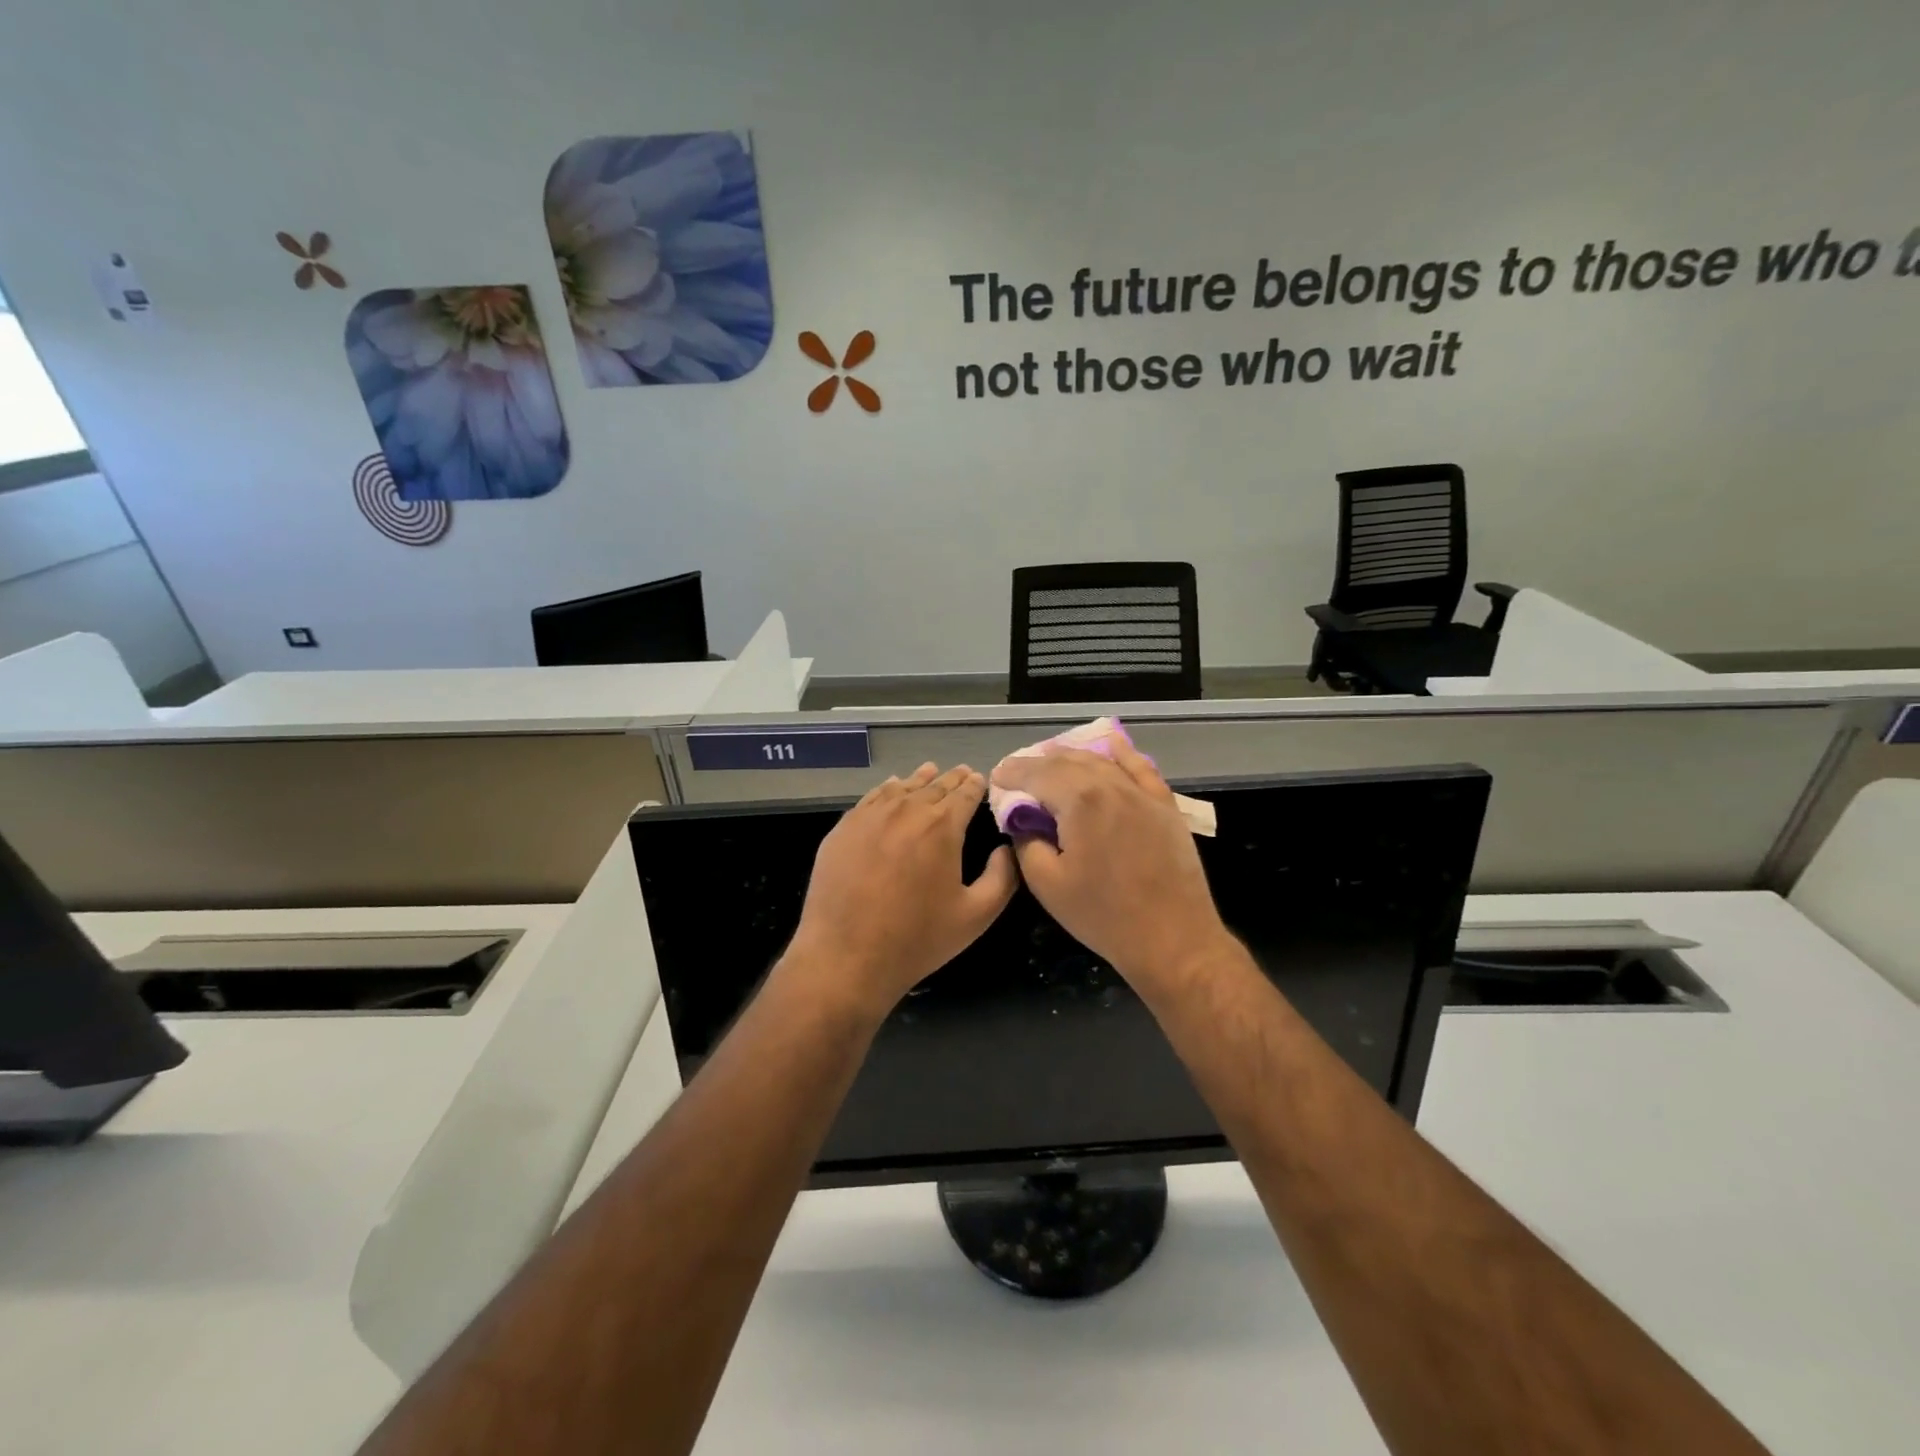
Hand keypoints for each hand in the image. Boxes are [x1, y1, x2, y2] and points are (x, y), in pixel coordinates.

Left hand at [786, 763, 1018, 1022]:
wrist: (846, 956)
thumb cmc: (917, 938)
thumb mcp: (977, 915)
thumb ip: (1002, 877)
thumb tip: (1007, 848)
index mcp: (943, 826)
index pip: (965, 794)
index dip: (975, 785)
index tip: (980, 780)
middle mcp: (907, 810)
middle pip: (934, 786)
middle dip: (951, 779)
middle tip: (962, 773)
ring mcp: (870, 816)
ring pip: (901, 787)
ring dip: (920, 779)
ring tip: (930, 772)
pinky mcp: (843, 828)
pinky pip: (871, 798)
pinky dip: (887, 789)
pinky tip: (891, 788)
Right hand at [991, 740, 1234, 1000]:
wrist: (1173, 938)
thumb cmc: (1104, 915)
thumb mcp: (1047, 884)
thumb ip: (1027, 843)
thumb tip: (1023, 823)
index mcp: (1080, 800)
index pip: (1037, 774)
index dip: (1013, 773)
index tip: (996, 776)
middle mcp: (1111, 785)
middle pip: (1067, 763)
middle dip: (1038, 763)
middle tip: (1017, 772)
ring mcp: (1142, 794)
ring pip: (1101, 762)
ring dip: (1072, 757)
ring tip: (1051, 758)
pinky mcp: (1165, 806)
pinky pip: (1141, 769)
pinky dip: (1122, 754)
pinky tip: (1111, 744)